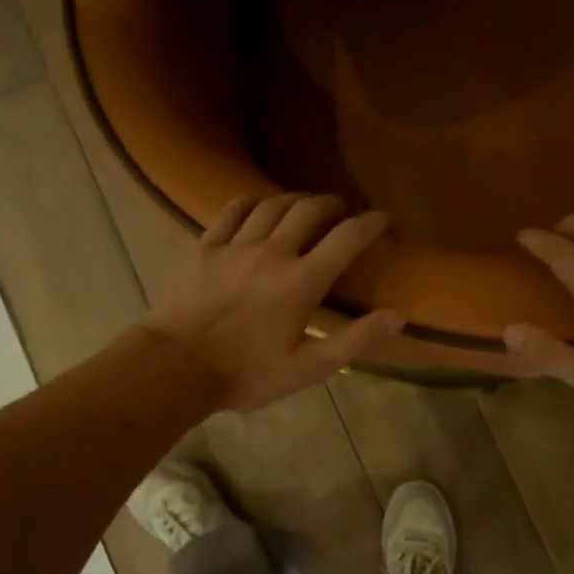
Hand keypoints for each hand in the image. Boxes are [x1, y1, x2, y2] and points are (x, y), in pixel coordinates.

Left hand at [144, 193, 403, 410]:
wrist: (176, 368)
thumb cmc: (247, 374)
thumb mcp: (308, 369)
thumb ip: (354, 340)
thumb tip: (397, 315)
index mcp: (302, 282)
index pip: (346, 239)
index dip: (369, 224)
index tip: (382, 218)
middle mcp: (273, 253)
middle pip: (309, 210)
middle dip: (332, 204)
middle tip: (342, 212)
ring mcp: (236, 246)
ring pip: (273, 205)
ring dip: (296, 200)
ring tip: (305, 206)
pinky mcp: (206, 247)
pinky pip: (233, 210)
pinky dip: (252, 202)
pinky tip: (259, 206)